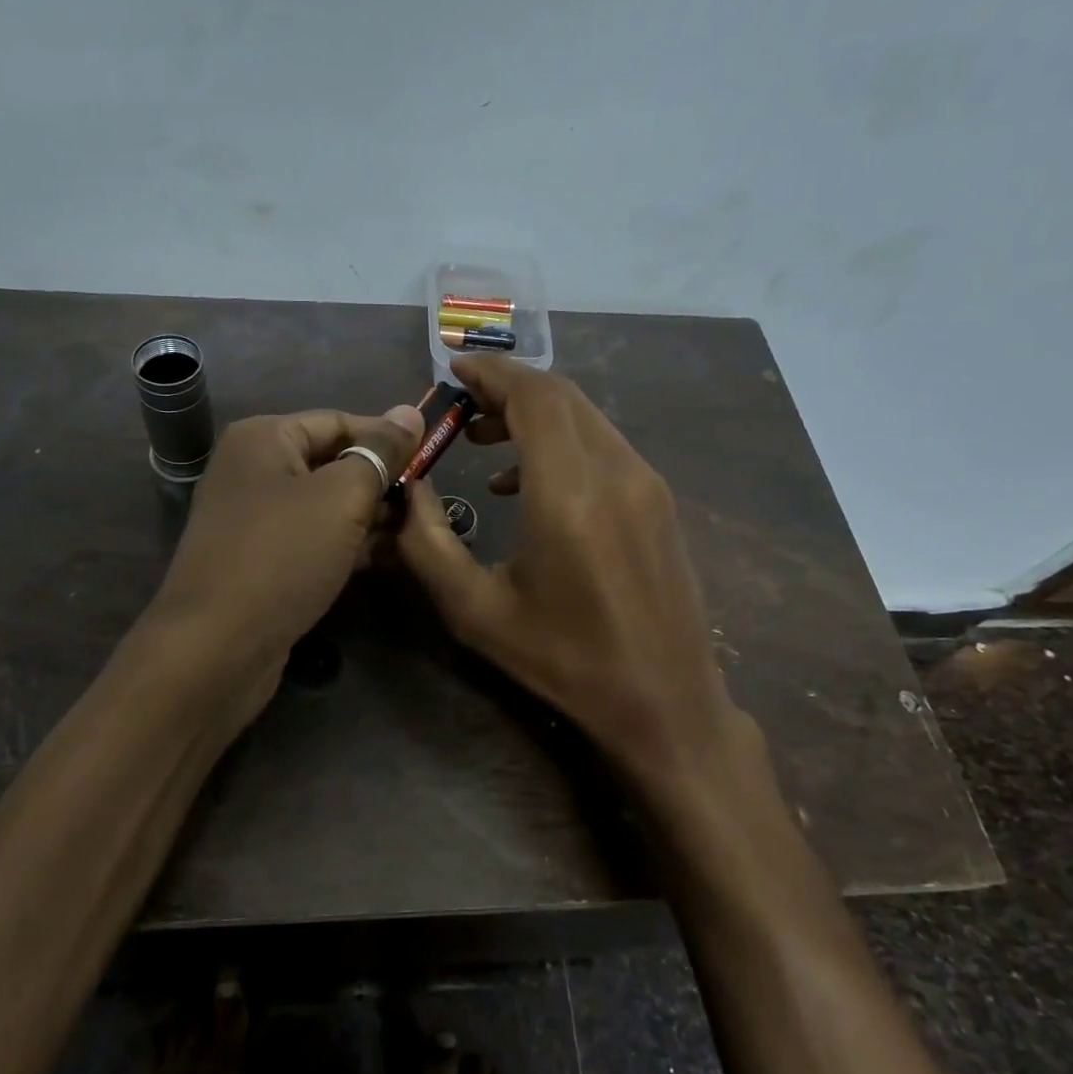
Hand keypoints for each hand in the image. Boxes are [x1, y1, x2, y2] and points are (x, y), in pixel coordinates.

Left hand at [148, 404, 422, 712]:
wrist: (217, 647)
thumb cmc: (283, 555)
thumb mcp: (342, 496)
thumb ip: (380, 453)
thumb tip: (411, 411)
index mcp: (263, 438)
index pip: (339, 421)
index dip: (387, 439)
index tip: (432, 461)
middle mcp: (252, 470)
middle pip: (331, 462)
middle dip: (379, 482)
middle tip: (426, 503)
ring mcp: (252, 519)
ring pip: (324, 505)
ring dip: (368, 516)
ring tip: (416, 530)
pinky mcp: (260, 560)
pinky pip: (312, 538)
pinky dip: (345, 544)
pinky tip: (383, 557)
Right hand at [395, 356, 737, 788]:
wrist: (665, 704)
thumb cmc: (564, 661)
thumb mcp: (475, 610)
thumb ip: (428, 542)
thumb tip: (407, 488)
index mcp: (569, 492)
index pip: (534, 396)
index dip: (492, 373)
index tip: (453, 369)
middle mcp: (616, 471)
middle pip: (561, 397)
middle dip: (507, 390)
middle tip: (460, 408)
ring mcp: (646, 484)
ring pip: (584, 418)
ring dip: (534, 414)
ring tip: (484, 441)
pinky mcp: (659, 501)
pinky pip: (603, 446)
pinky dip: (561, 441)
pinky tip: (528, 483)